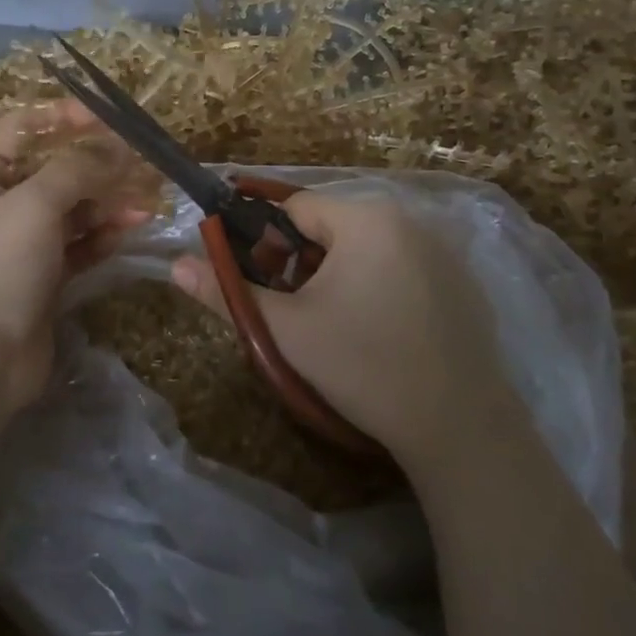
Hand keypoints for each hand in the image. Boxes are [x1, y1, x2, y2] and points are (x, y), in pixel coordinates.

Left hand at [0, 102, 149, 417]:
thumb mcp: (32, 206)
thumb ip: (76, 169)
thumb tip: (116, 146)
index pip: (21, 128)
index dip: (61, 116)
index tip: (106, 117)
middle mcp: (0, 205)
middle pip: (54, 169)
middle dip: (97, 165)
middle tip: (141, 164)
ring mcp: (23, 243)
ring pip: (73, 208)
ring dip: (108, 201)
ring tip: (146, 204)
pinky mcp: (45, 277)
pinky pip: (80, 243)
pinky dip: (104, 234)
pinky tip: (131, 230)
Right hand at [170, 190, 507, 474]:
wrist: (458, 427)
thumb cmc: (363, 366)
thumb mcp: (285, 330)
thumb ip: (227, 292)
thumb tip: (175, 266)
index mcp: (365, 218)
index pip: (294, 207)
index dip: (267, 242)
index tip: (261, 283)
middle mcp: (408, 219)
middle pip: (330, 226)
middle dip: (302, 262)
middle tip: (296, 311)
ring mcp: (442, 249)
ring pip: (364, 247)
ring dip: (337, 275)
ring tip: (334, 326)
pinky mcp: (461, 281)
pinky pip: (399, 266)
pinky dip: (377, 286)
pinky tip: (378, 333)